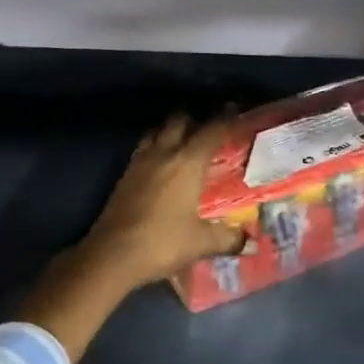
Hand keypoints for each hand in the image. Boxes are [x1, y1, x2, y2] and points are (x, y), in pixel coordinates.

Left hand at [77, 113, 247, 293]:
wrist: (112, 254)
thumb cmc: (163, 242)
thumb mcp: (201, 243)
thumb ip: (228, 238)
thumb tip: (251, 242)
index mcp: (187, 162)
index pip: (211, 131)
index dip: (225, 118)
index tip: (234, 109)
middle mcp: (163, 153)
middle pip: (178, 121)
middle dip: (194, 119)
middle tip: (208, 127)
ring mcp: (139, 162)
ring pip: (156, 131)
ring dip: (170, 130)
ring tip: (183, 140)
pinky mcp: (124, 175)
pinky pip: (143, 149)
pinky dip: (155, 147)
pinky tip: (160, 164)